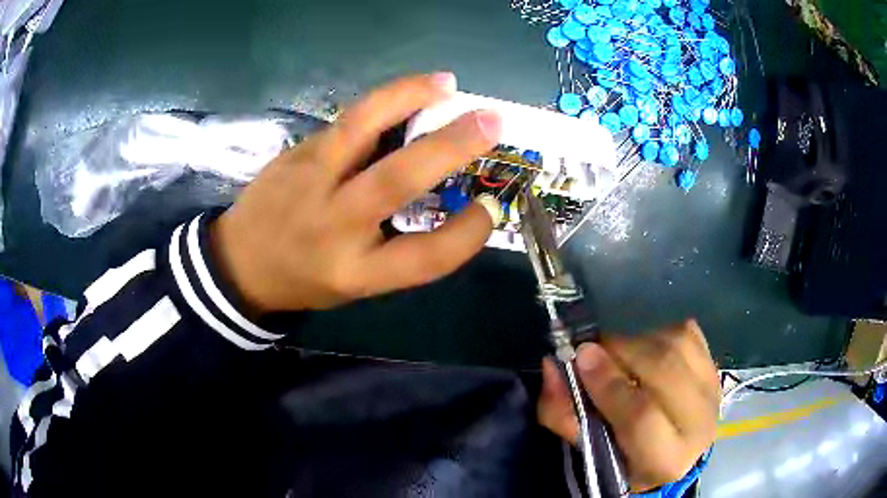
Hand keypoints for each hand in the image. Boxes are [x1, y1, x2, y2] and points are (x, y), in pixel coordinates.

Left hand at [211, 73, 501, 312]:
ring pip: (361, 127)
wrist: (241, 262)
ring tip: (444, 83)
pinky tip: (406, 94)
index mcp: (357, 272)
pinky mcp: (296, 154)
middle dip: (451, 145)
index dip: (469, 233)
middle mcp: (334, 225)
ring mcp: (309, 182)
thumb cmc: (306, 277)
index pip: (427, 256)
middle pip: (397, 180)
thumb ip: (399, 246)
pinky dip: (383, 103)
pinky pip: (346, 121)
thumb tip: (442, 191)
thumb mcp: (357, 280)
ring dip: (408, 97)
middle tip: (491, 120)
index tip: (490, 208)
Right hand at [538, 320, 719, 492]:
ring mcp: (712, 387)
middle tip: (591, 352)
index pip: (642, 417)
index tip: (580, 358)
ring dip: (636, 342)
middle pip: (663, 370)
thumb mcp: (589, 452)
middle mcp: (699, 422)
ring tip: (618, 355)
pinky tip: (645, 351)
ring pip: (674, 344)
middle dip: (621, 353)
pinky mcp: (714, 363)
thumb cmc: (625, 457)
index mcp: (666, 459)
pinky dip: (656, 334)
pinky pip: (684, 332)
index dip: (610, 385)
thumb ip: (564, 414)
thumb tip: (552, 366)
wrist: (674, 447)